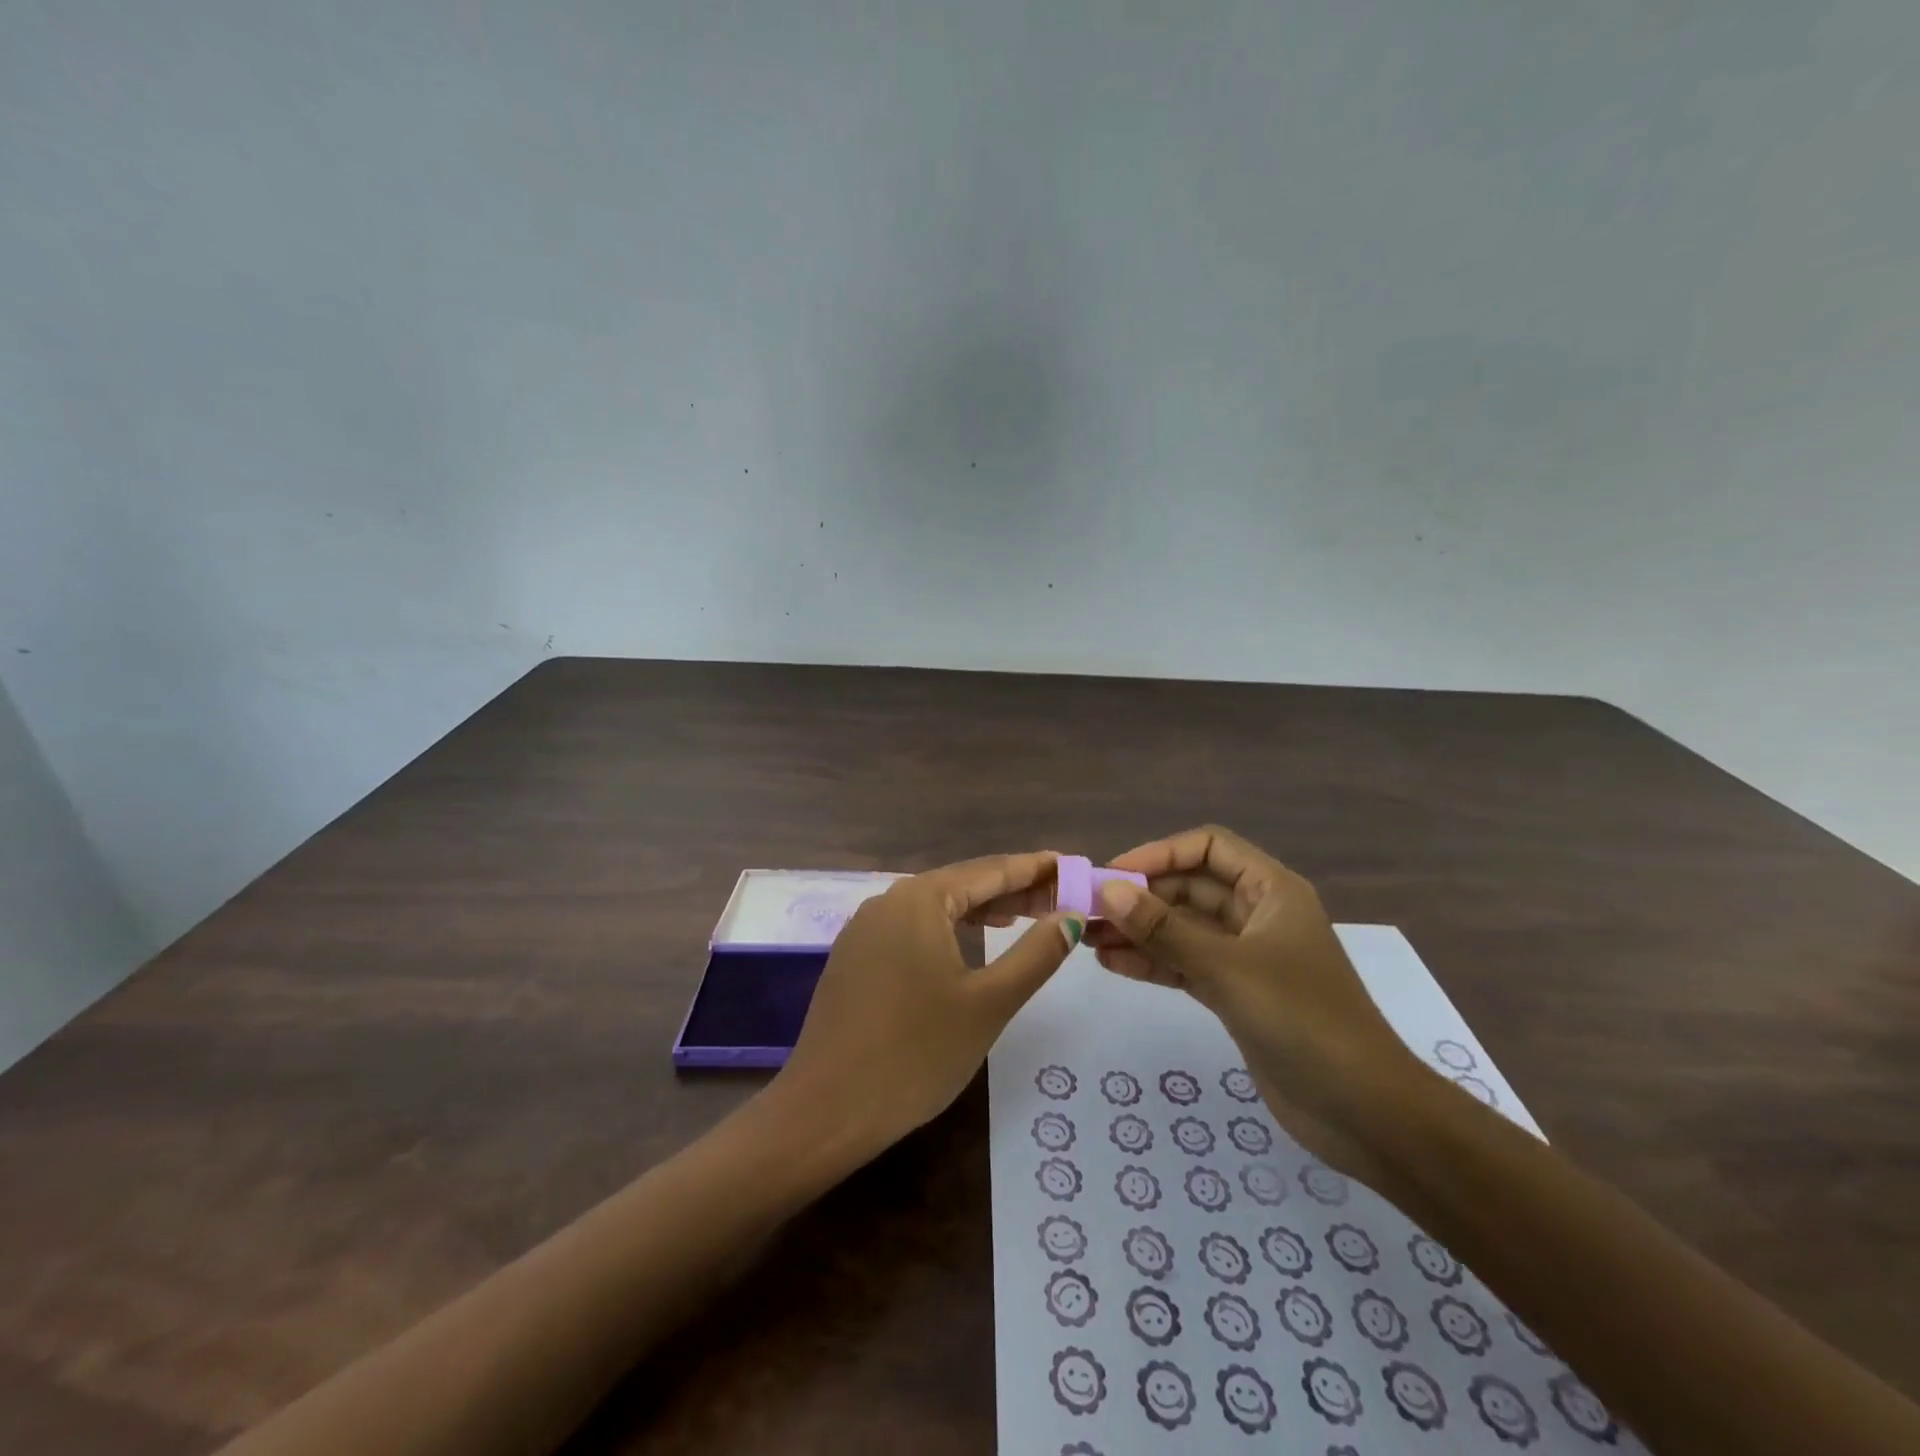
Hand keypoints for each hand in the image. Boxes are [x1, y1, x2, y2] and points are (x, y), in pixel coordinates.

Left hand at [773, 852, 1084, 1155]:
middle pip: (961, 884)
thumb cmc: (917, 1053)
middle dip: (1011, 890)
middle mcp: (888, 901)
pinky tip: (969, 945)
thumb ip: (1036, 954)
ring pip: (936, 907)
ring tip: (1024, 916)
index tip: (1070, 865)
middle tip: (1059, 898)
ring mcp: (865, 929)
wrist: (827, 1110)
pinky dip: (949, 930)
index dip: (1033, 868)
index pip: (989, 870)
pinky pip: (912, 929)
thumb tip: (1070, 916)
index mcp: (919, 899)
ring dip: (981, 910)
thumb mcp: (989, 1003)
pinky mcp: (855, 958)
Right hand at [1085, 826, 1421, 1180]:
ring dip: (1139, 930)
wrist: (1365, 1112)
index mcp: (1271, 890)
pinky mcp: (1235, 993)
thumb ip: (1165, 930)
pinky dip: (1152, 962)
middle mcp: (1257, 914)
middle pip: (1189, 888)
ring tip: (1088, 939)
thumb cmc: (1303, 1021)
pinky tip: (1113, 965)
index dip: (1159, 854)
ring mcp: (1245, 956)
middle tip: (1088, 912)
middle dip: (1140, 897)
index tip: (1113, 875)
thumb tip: (1109, 891)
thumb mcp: (1228, 968)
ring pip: (1182, 928)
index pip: (1207, 848)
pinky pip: (1185, 964)